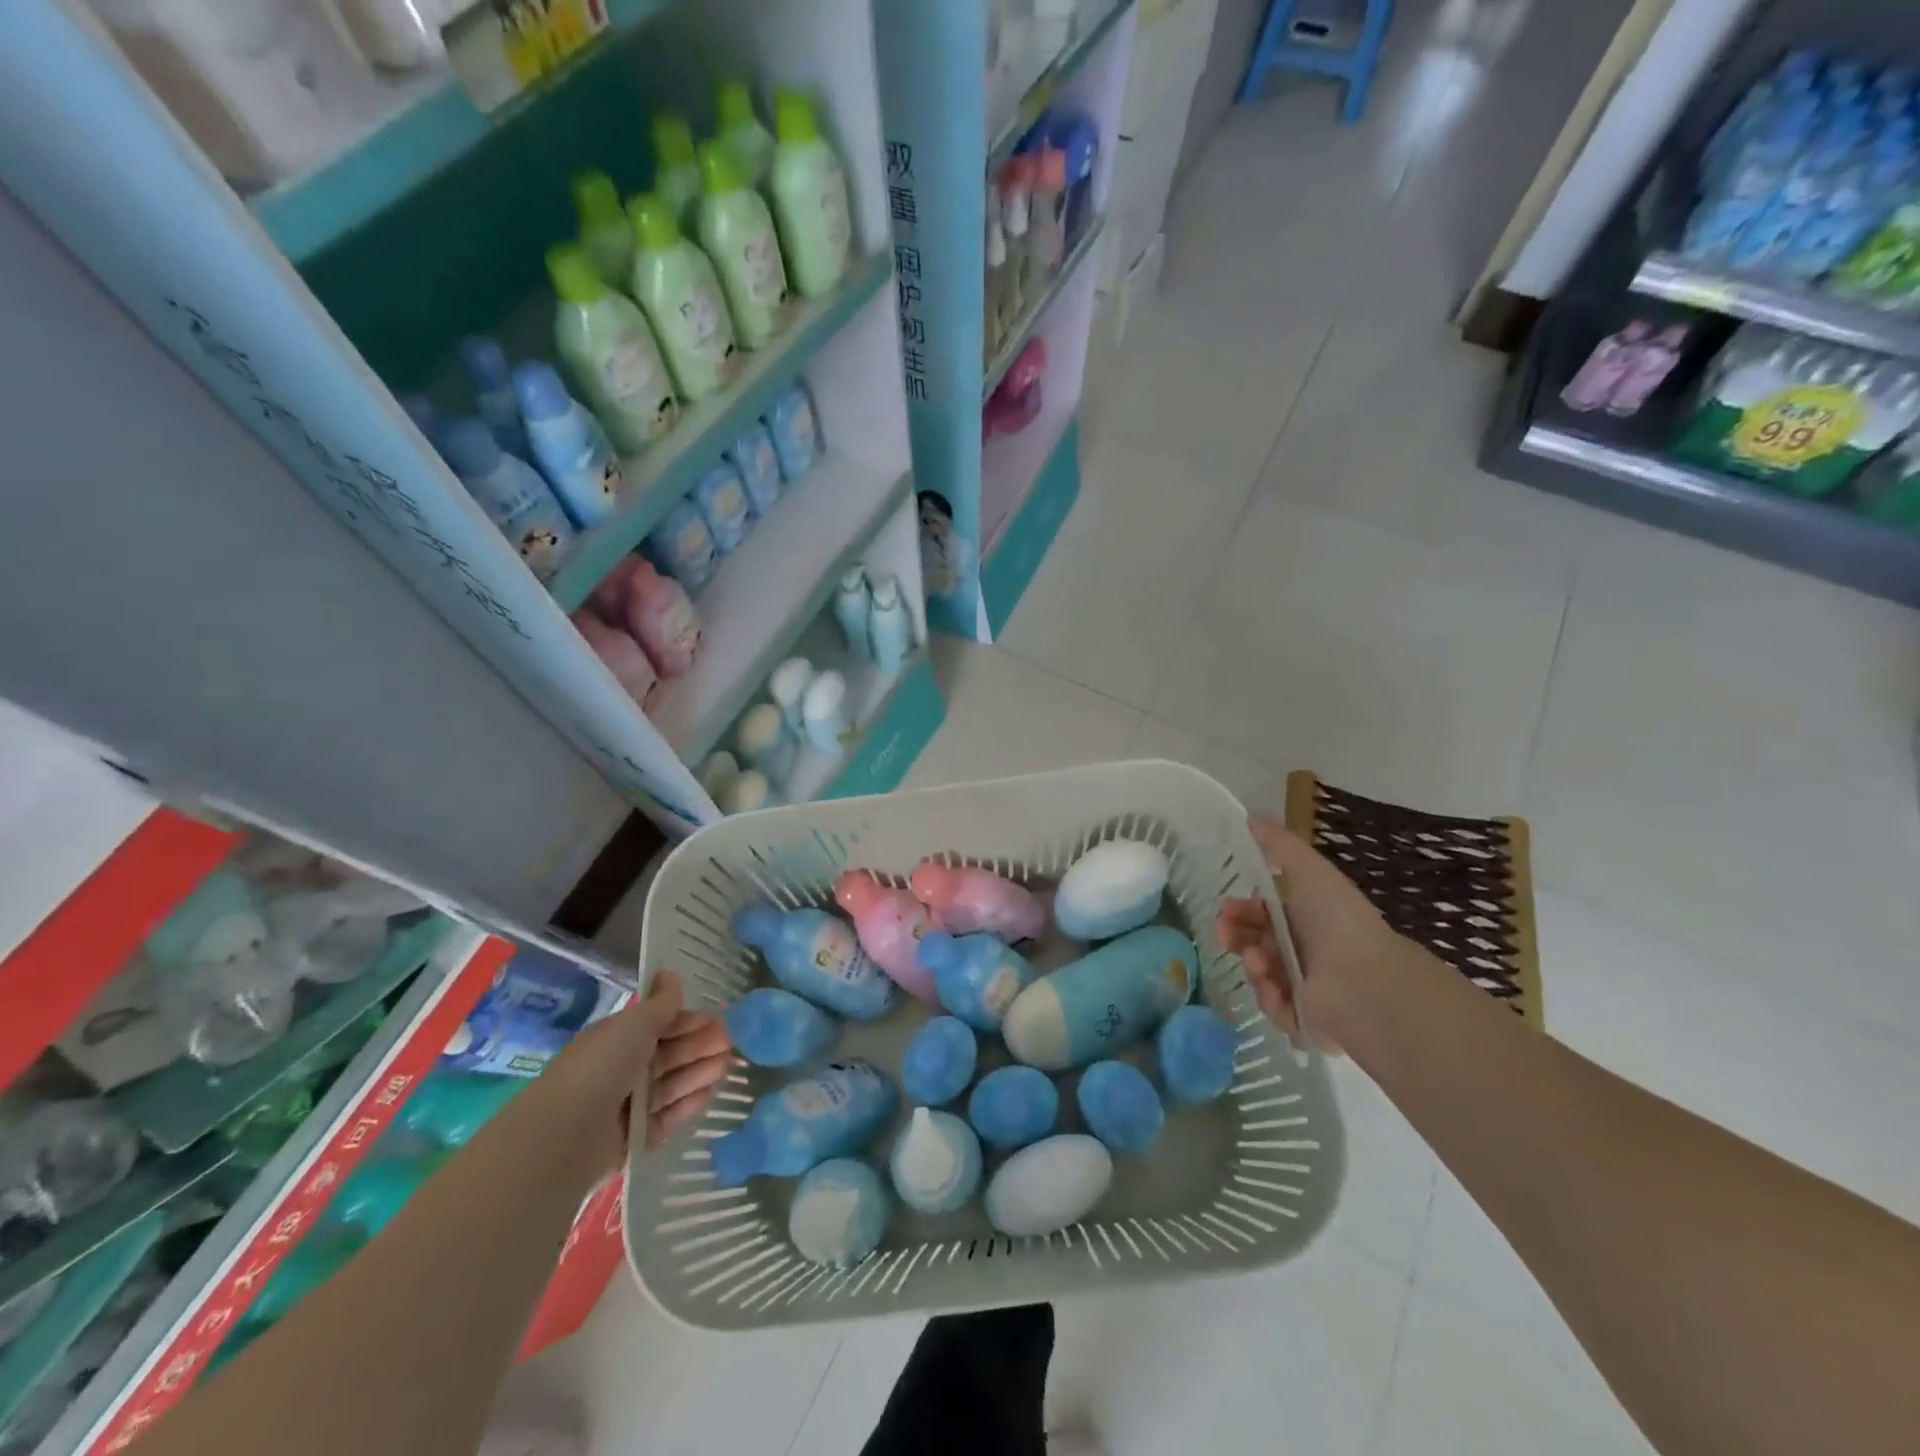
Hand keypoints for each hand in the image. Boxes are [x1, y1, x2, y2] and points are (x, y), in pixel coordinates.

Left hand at [545, 970, 732, 1174]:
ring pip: (670, 1084)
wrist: (567, 1135)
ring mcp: (625, 1105)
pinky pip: (665, 1117)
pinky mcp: (632, 1138)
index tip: (720, 1021)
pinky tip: (708, 1095)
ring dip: (698, 1072)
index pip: (660, 1025)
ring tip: (726, 1067)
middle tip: (731, 1043)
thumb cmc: (602, 1067)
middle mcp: (620, 1070)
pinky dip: (686, 1104)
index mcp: (616, 1039)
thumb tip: (670, 973)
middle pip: (668, 1055)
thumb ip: (660, 1003)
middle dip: (699, 1046)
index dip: (690, 1021)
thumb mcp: (635, 1025)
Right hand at [1214, 818, 1401, 1051]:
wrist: (1367, 981)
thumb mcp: (1310, 870)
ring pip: (1260, 974)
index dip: (1242, 910)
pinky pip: (1272, 1006)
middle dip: (1236, 936)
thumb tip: (1249, 818)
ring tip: (1258, 961)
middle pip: (1255, 944)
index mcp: (1308, 920)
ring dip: (1252, 964)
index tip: (1226, 908)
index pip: (1264, 915)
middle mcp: (1306, 953)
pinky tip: (1274, 986)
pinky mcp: (1304, 1020)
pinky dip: (1269, 995)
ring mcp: (1306, 988)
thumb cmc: (1338, 921)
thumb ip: (1279, 845)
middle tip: (1223, 933)